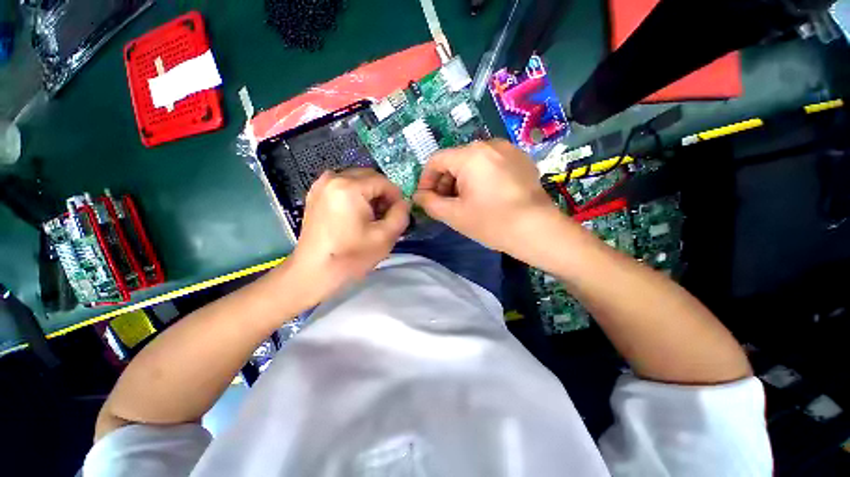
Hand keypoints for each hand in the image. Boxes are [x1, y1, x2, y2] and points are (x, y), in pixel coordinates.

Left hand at [287, 168, 409, 302]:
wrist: (314, 272)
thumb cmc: (351, 256)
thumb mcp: (386, 237)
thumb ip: (401, 214)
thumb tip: (404, 203)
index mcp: (349, 187)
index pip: (383, 181)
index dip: (396, 196)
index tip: (399, 213)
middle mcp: (332, 178)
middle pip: (369, 177)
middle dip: (382, 193)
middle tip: (386, 215)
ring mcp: (320, 186)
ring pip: (356, 180)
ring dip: (369, 194)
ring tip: (371, 216)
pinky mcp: (315, 195)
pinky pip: (342, 186)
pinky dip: (354, 195)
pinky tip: (355, 214)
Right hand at [413, 139, 557, 254]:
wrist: (538, 230)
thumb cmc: (492, 223)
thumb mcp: (454, 215)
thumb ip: (429, 203)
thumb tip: (418, 195)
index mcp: (470, 155)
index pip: (436, 160)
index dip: (426, 179)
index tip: (426, 198)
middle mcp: (489, 144)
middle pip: (455, 160)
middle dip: (445, 182)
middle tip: (445, 204)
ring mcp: (508, 150)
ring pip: (473, 162)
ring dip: (461, 181)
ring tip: (464, 202)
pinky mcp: (520, 160)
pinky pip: (491, 164)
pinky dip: (480, 177)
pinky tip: (485, 197)